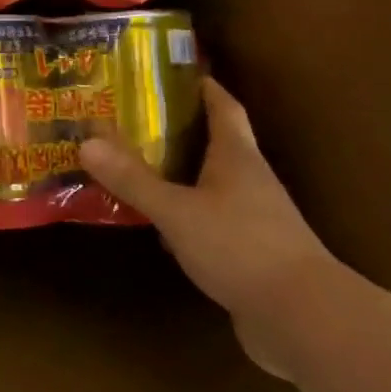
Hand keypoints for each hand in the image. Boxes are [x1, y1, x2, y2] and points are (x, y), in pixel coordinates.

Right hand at [79, 77, 351, 377]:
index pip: (224, 109)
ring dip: (175, 174)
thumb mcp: (177, 211)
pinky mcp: (247, 254)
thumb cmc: (241, 248)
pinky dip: (179, 215)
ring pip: (207, 185)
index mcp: (237, 159)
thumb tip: (87, 141)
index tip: (177, 73)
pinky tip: (153, 223)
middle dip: (176, 130)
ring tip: (131, 165)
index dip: (204, 88)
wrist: (303, 318)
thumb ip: (133, 179)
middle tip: (130, 118)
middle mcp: (248, 182)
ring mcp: (252, 219)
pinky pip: (206, 221)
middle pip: (214, 144)